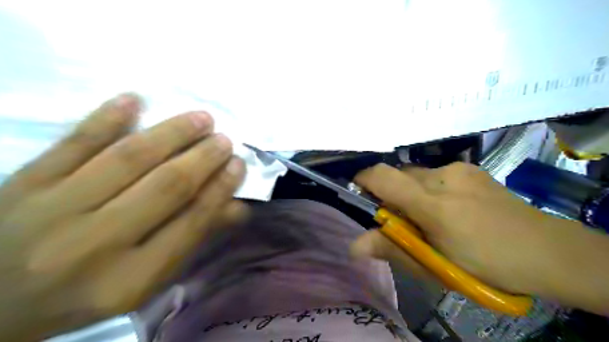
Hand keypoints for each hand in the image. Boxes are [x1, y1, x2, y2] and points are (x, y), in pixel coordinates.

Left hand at [0, 93, 246, 341]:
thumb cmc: (87, 292)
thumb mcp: (147, 281)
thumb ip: (192, 240)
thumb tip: (238, 208)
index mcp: (130, 279)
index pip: (191, 223)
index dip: (219, 190)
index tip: (237, 164)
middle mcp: (95, 245)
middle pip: (164, 188)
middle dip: (202, 159)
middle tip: (224, 139)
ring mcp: (54, 210)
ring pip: (127, 159)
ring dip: (171, 134)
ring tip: (200, 119)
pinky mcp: (24, 184)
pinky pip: (72, 144)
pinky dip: (105, 118)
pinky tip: (133, 99)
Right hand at [353, 161, 570, 294]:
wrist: (547, 251)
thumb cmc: (486, 267)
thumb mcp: (435, 266)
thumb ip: (393, 249)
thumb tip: (354, 246)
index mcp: (433, 206)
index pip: (383, 177)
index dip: (363, 180)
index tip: (358, 193)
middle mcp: (443, 178)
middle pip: (398, 175)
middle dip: (391, 195)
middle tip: (404, 221)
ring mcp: (459, 169)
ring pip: (416, 175)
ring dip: (412, 193)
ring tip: (431, 218)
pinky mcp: (471, 168)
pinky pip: (435, 175)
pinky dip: (430, 189)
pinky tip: (451, 208)